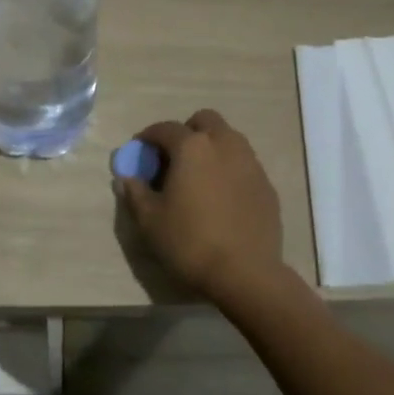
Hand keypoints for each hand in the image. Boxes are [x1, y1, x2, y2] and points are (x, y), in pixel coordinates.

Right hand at [114, 111, 288, 302]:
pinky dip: (229, 169)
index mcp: (193, 147)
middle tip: (174, 157)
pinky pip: (244, 164)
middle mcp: (224, 144)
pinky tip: (221, 196)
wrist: (245, 274)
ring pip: (229, 138)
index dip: (148, 136)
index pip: (165, 128)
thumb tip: (126, 178)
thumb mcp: (150, 220)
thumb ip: (135, 193)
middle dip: (187, 131)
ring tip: (198, 175)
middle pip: (205, 120)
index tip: (140, 150)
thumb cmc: (189, 242)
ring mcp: (250, 163)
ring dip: (211, 147)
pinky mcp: (267, 185)